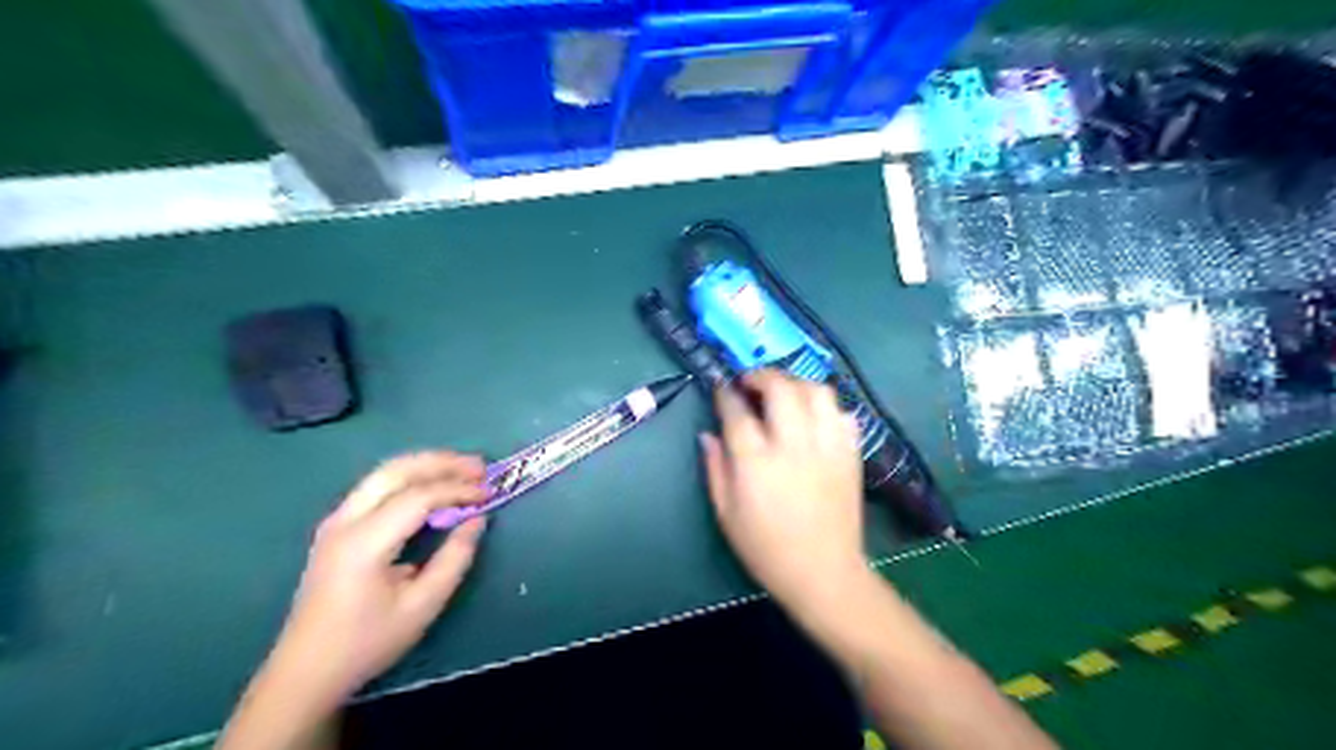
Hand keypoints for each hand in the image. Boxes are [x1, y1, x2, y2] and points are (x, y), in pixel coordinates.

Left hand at [263, 451, 484, 702]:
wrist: (305, 673)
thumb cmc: (367, 643)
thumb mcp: (422, 606)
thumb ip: (455, 558)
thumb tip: (477, 519)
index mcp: (364, 543)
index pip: (418, 497)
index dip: (458, 490)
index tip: (488, 494)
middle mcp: (345, 522)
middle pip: (396, 471)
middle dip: (442, 462)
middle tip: (480, 467)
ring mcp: (335, 522)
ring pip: (383, 473)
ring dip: (425, 465)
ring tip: (462, 469)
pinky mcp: (336, 528)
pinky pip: (376, 487)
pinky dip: (409, 478)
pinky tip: (432, 486)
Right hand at [694, 370, 872, 608]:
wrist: (823, 573)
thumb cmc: (765, 548)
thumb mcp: (725, 513)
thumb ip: (715, 468)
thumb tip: (708, 434)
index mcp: (756, 462)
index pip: (737, 411)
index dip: (725, 393)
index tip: (721, 387)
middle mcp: (793, 445)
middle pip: (780, 388)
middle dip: (761, 376)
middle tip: (750, 382)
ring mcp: (827, 446)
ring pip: (816, 391)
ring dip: (795, 383)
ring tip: (783, 393)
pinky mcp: (851, 454)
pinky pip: (842, 414)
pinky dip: (826, 407)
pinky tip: (813, 417)